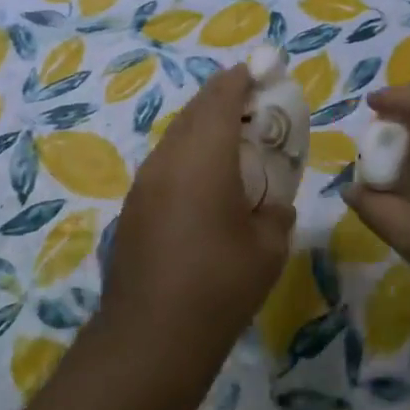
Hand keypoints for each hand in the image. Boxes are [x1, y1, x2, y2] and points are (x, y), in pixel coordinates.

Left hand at [99, 67, 295, 383]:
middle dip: (223, 100)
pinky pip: (165, 163)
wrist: (151, 336)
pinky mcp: (133, 206)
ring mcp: (144, 182)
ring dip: (203, 128)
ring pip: (176, 135)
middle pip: (195, 111)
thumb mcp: (268, 248)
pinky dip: (188, 155)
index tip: (261, 73)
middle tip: (254, 108)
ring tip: (233, 144)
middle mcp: (168, 159)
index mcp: (203, 157)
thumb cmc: (219, 285)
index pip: (221, 97)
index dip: (241, 79)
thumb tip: (274, 204)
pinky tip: (205, 184)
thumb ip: (277, 211)